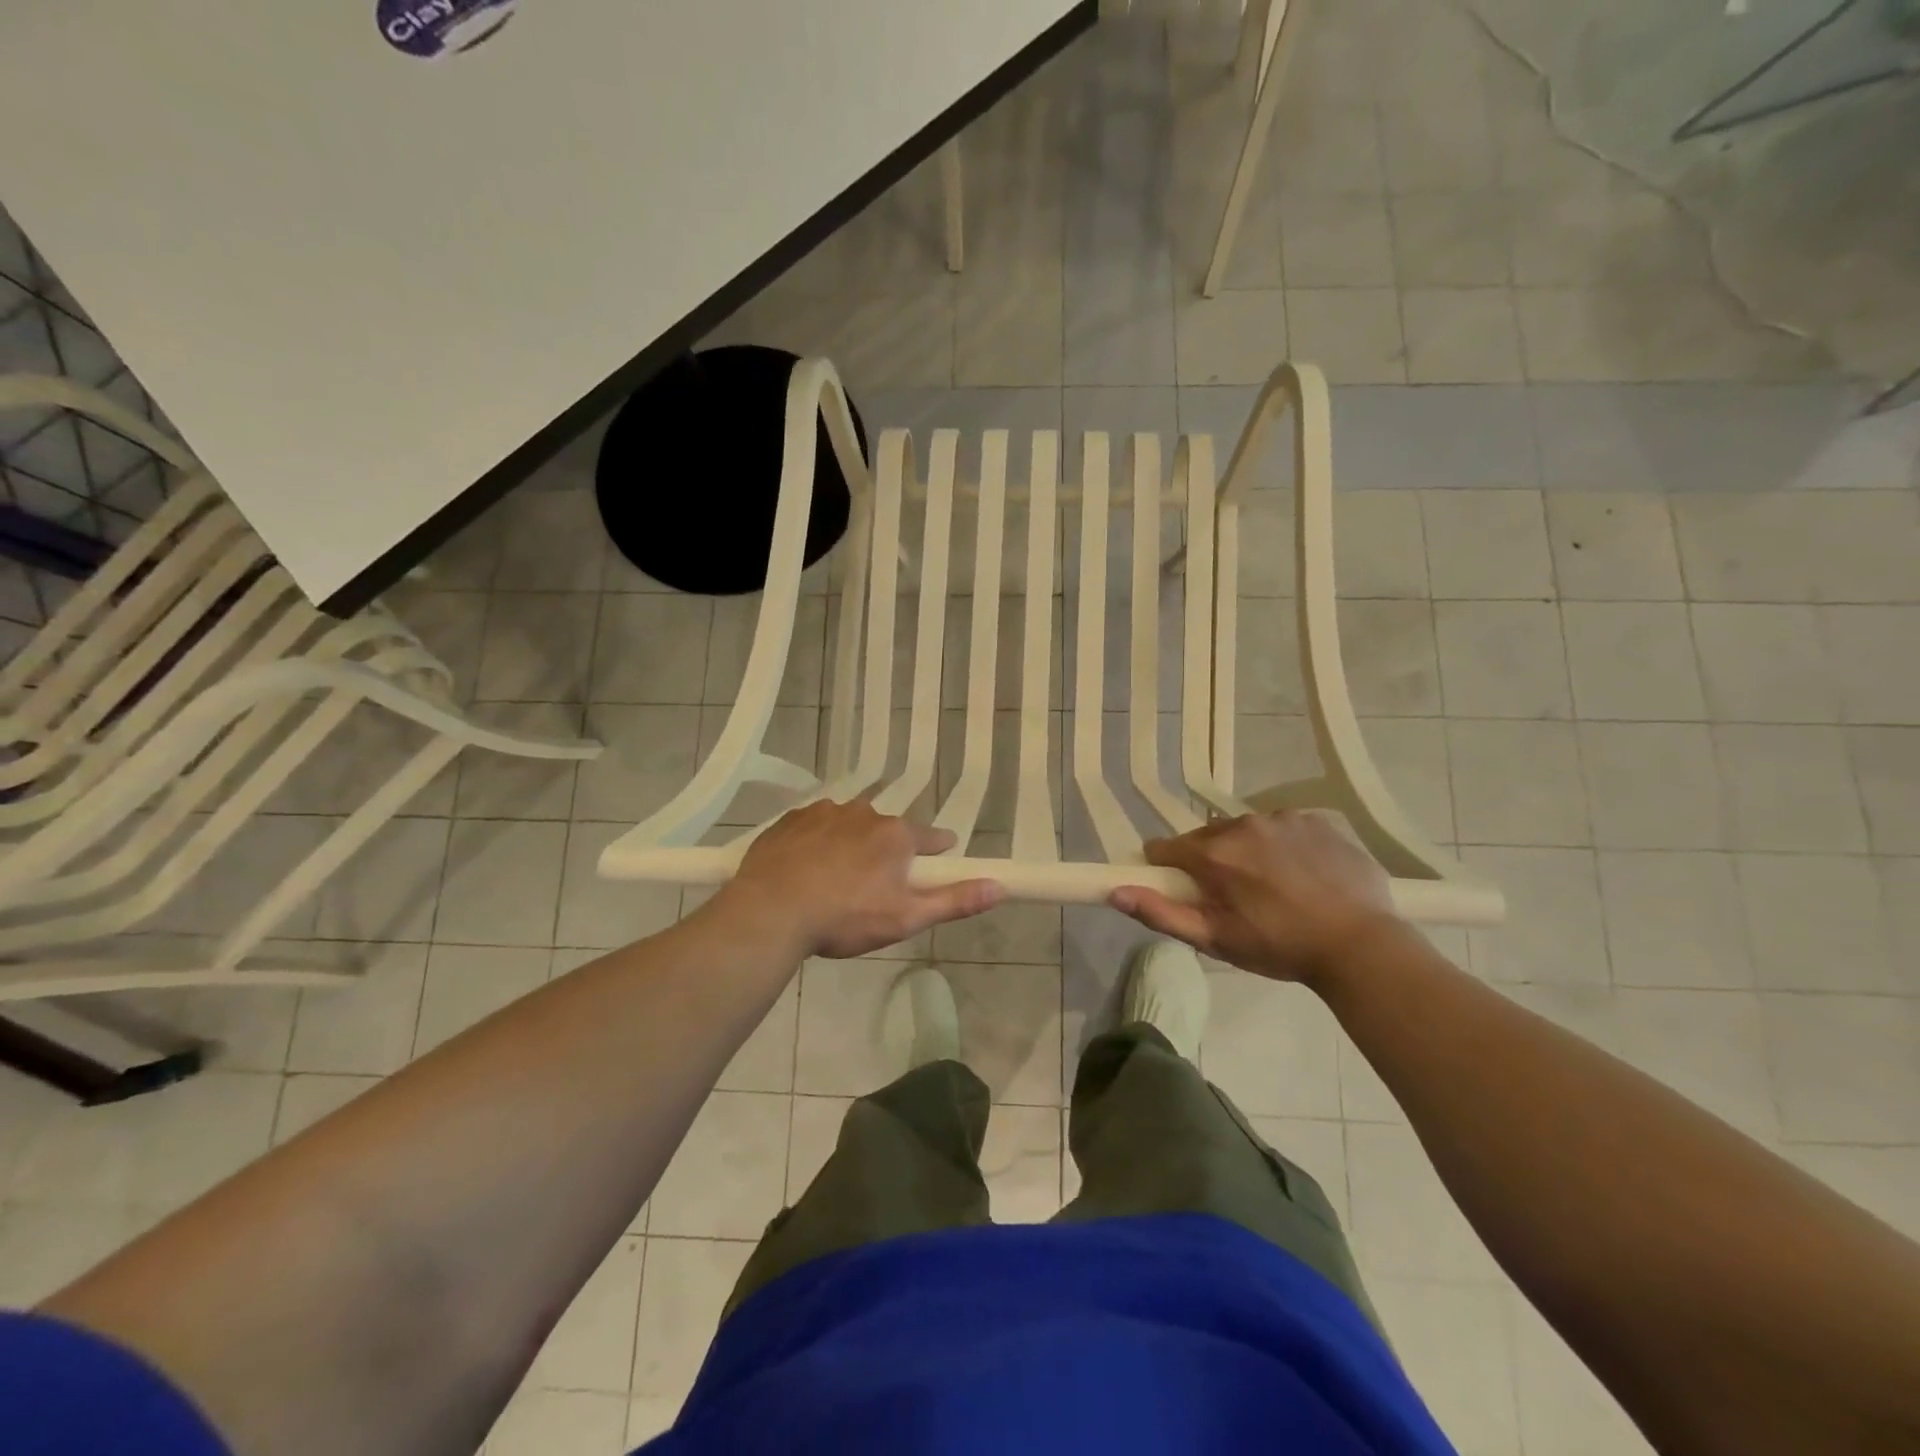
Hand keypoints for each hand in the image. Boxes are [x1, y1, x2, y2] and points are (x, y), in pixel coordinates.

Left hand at [723, 800, 1003, 958]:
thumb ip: (954, 901)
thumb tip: (1000, 886)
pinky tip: (807, 867)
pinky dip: (817, 842)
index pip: (931, 837)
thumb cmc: (845, 918)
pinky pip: (814, 826)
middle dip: (887, 852)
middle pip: (887, 831)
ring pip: (849, 825)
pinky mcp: (790, 820)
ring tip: (836, 878)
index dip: (937, 850)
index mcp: (896, 835)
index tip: (938, 859)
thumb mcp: (906, 918)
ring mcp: (824, 813)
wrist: (771, 912)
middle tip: (875, 885)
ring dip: (851, 843)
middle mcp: (863, 813)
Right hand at [1109, 811, 1399, 986]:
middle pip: (1206, 837)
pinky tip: (1302, 876)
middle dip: (1210, 862)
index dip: (1167, 870)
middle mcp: (1243, 823)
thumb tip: (1115, 892)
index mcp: (1214, 852)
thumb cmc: (1280, 946)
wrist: (1361, 945)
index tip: (1185, 892)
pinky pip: (1283, 828)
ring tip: (1272, 888)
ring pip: (1246, 831)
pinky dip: (1282, 846)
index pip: (1165, 848)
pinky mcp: (1316, 820)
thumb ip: (1161, 914)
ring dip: (1247, 852)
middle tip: (1233, 898)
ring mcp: (1283, 818)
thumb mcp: (1215, 939)